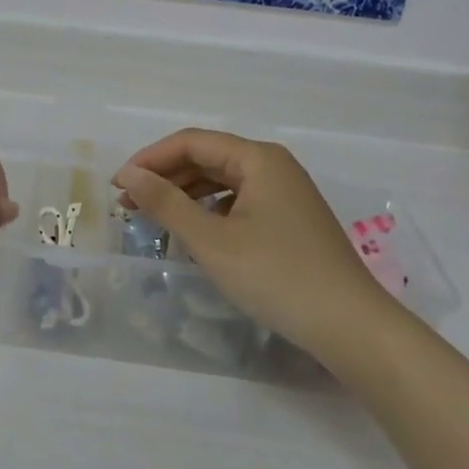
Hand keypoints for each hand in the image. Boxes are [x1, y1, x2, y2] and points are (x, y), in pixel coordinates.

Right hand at [114, 130, 410, 362]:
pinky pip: (239, 202)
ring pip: (223, 181)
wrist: (350, 326)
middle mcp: (274, 166)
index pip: (191, 142)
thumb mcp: (212, 240)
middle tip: (128, 203)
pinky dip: (209, 211)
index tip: (117, 184)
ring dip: (184, 194)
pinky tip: (193, 233)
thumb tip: (128, 175)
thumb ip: (166, 203)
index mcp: (258, 158)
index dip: (150, 159)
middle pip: (207, 158)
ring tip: (152, 217)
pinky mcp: (290, 220)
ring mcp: (286, 194)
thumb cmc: (276, 276)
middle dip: (165, 177)